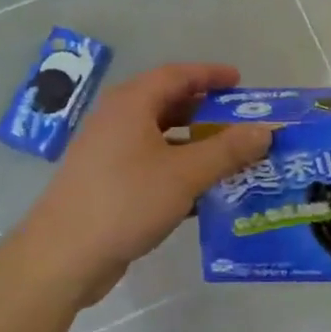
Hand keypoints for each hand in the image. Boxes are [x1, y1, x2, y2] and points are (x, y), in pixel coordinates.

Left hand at [25, 63, 271, 306]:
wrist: (64, 256)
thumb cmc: (126, 201)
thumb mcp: (185, 174)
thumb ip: (228, 150)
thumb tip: (265, 130)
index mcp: (131, 105)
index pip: (176, 75)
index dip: (210, 75)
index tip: (240, 82)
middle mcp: (117, 121)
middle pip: (168, 104)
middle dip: (206, 111)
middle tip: (241, 122)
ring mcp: (109, 153)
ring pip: (160, 138)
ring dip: (195, 144)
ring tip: (230, 156)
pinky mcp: (108, 183)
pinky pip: (152, 165)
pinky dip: (179, 170)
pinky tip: (204, 192)